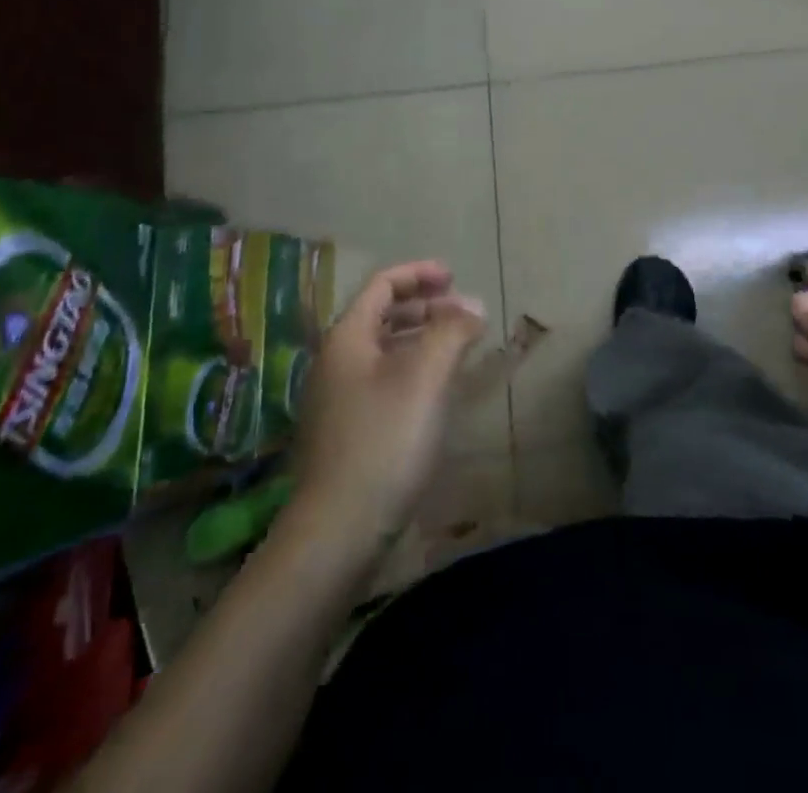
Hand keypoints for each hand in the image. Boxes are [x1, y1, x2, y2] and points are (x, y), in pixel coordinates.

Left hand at [289, 261, 485, 550]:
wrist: (336, 533)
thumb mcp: (426, 378)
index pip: (381, 285)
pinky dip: (411, 370)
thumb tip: (472, 306)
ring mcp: (336, 400)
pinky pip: (381, 380)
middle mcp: (335, 362)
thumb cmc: (384, 442)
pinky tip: (434, 392)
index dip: (419, 275)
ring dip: (420, 339)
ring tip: (456, 348)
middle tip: (462, 313)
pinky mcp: (345, 433)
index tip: (455, 277)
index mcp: (347, 338)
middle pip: (380, 315)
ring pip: (382, 350)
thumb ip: (451, 332)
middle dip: (424, 307)